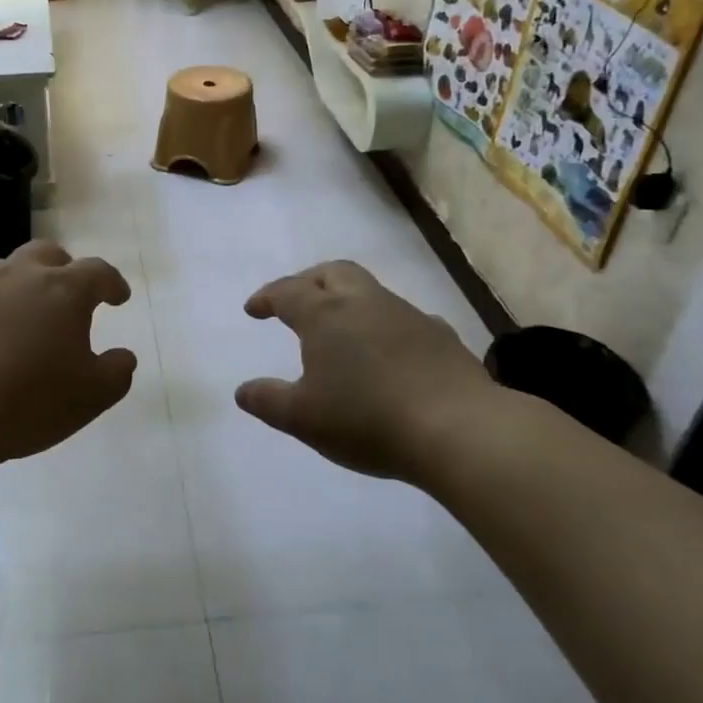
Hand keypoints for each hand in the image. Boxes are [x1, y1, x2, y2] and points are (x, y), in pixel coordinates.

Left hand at [0, 241, 137, 469]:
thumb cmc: (28, 402)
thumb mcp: (91, 396)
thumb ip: (116, 372)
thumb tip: (123, 356)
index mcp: (62, 291)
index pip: (97, 272)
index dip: (112, 283)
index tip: (119, 297)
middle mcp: (19, 276)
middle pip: (47, 253)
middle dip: (64, 269)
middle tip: (68, 297)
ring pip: (5, 270)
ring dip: (21, 286)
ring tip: (23, 319)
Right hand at [235, 261, 527, 486]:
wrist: (459, 429)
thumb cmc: (367, 420)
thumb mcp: (303, 418)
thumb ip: (268, 401)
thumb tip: (243, 390)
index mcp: (326, 315)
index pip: (288, 292)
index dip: (267, 297)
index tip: (253, 310)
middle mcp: (365, 303)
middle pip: (333, 272)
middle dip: (309, 281)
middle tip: (296, 301)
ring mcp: (408, 316)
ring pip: (371, 292)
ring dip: (348, 301)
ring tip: (341, 331)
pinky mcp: (441, 336)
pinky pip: (404, 319)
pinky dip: (385, 326)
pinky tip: (388, 352)